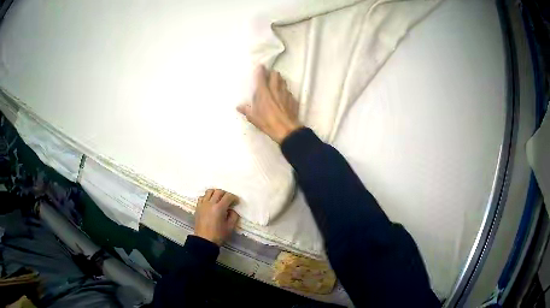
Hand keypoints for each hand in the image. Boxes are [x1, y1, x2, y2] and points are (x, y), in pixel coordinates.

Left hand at [194, 189, 239, 245]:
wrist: (204, 240)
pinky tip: (210, 203)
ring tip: (219, 199)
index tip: (237, 202)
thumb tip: (232, 209)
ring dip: (215, 193)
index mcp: (219, 208)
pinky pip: (202, 197)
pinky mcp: (197, 207)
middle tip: (229, 200)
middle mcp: (210, 203)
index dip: (234, 197)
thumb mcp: (230, 227)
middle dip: (225, 194)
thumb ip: (234, 216)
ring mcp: (202, 204)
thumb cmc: (218, 235)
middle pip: (218, 191)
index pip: (228, 196)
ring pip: (209, 191)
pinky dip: (207, 197)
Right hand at [237, 66, 301, 143]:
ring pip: (283, 81)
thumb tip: (238, 106)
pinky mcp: (293, 100)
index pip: (262, 77)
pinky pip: (289, 92)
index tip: (260, 66)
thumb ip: (246, 110)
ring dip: (280, 80)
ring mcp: (286, 94)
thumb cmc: (267, 122)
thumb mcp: (253, 118)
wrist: (286, 130)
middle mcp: (275, 90)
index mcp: (264, 92)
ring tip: (277, 83)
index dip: (261, 70)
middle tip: (269, 75)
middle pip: (275, 75)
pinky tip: (284, 97)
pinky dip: (285, 92)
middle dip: (272, 73)